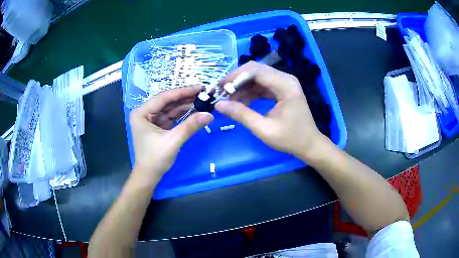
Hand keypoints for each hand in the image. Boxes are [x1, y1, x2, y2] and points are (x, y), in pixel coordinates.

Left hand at [129, 86, 212, 179]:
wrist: (149, 176)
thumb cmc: (155, 159)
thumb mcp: (173, 141)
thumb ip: (190, 126)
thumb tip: (210, 115)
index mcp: (141, 113)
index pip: (164, 97)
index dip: (183, 92)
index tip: (199, 87)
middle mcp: (144, 113)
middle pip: (167, 102)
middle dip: (185, 98)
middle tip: (203, 93)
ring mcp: (150, 119)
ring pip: (170, 108)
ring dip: (185, 106)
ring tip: (202, 101)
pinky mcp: (157, 126)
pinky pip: (170, 116)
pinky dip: (182, 114)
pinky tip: (194, 110)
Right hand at [215, 61, 324, 159]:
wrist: (309, 144)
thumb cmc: (290, 138)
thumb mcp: (264, 129)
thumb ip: (241, 115)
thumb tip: (218, 105)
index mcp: (285, 85)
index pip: (255, 70)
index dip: (235, 76)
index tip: (220, 88)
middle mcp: (285, 79)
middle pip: (255, 70)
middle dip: (236, 80)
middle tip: (221, 93)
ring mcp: (284, 83)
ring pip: (257, 77)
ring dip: (241, 87)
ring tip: (228, 100)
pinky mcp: (281, 89)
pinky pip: (261, 85)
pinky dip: (249, 92)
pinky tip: (240, 102)